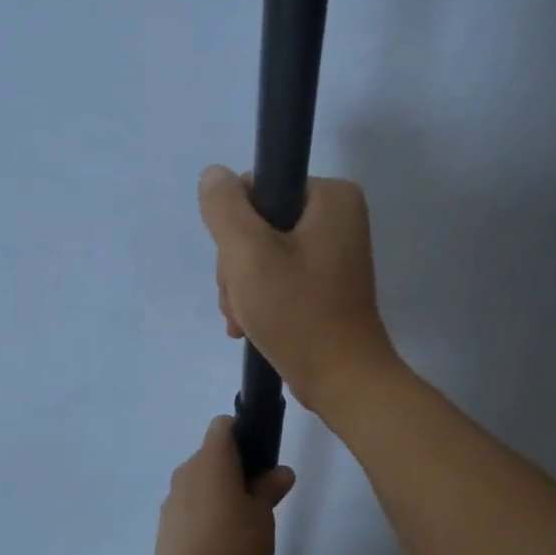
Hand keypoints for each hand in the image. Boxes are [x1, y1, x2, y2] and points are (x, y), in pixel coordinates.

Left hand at [152, 416, 295, 554]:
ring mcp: (172, 497)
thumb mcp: (263, 516)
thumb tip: (281, 472)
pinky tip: (219, 542)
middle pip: (212, 455)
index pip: (223, 426)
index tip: (261, 460)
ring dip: (219, 493)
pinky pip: (190, 505)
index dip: (243, 434)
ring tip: (241, 525)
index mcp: (211, 459)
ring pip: (200, 482)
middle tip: (259, 497)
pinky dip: (204, 513)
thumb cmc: (233, 544)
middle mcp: (187, 470)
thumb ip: (270, 490)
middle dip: (235, 469)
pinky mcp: (165, 523)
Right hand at [198, 165, 400, 417]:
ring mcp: (332, 252)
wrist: (341, 379)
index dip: (234, 227)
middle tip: (241, 302)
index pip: (257, 189)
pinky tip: (250, 326)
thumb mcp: (249, 254)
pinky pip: (278, 276)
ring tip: (244, 320)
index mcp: (331, 196)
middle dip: (238, 267)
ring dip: (242, 288)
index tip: (238, 269)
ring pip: (262, 254)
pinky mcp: (325, 283)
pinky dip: (259, 300)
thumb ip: (224, 208)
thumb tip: (214, 176)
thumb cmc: (298, 313)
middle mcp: (337, 217)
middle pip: (257, 224)